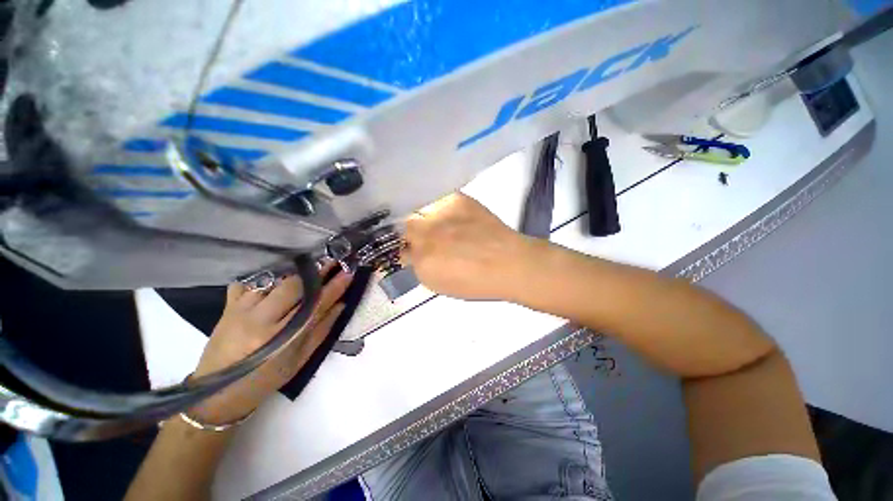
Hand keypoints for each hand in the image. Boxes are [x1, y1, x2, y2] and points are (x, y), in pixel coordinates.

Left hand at [188, 262, 352, 423]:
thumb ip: (323, 330)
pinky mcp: (227, 307)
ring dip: (294, 273)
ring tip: (308, 268)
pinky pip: (247, 282)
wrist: (217, 393)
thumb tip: (342, 304)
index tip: (348, 272)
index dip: (334, 287)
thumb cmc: (266, 379)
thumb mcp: (300, 359)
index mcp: (283, 339)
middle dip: (316, 272)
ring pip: (273, 280)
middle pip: (294, 286)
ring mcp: (241, 311)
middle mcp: (261, 321)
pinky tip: (273, 279)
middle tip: (332, 262)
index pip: (316, 305)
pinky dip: (263, 277)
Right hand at [403, 193, 532, 300]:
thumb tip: (413, 254)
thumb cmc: (477, 282)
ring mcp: (441, 215)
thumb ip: (421, 267)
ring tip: (435, 221)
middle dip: (409, 231)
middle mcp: (426, 235)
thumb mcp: (440, 284)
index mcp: (422, 262)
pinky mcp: (456, 200)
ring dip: (422, 216)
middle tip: (422, 234)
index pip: (399, 249)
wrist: (509, 263)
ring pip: (418, 210)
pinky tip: (447, 212)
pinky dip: (437, 205)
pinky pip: (437, 198)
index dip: (405, 249)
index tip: (410, 248)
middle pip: (404, 226)